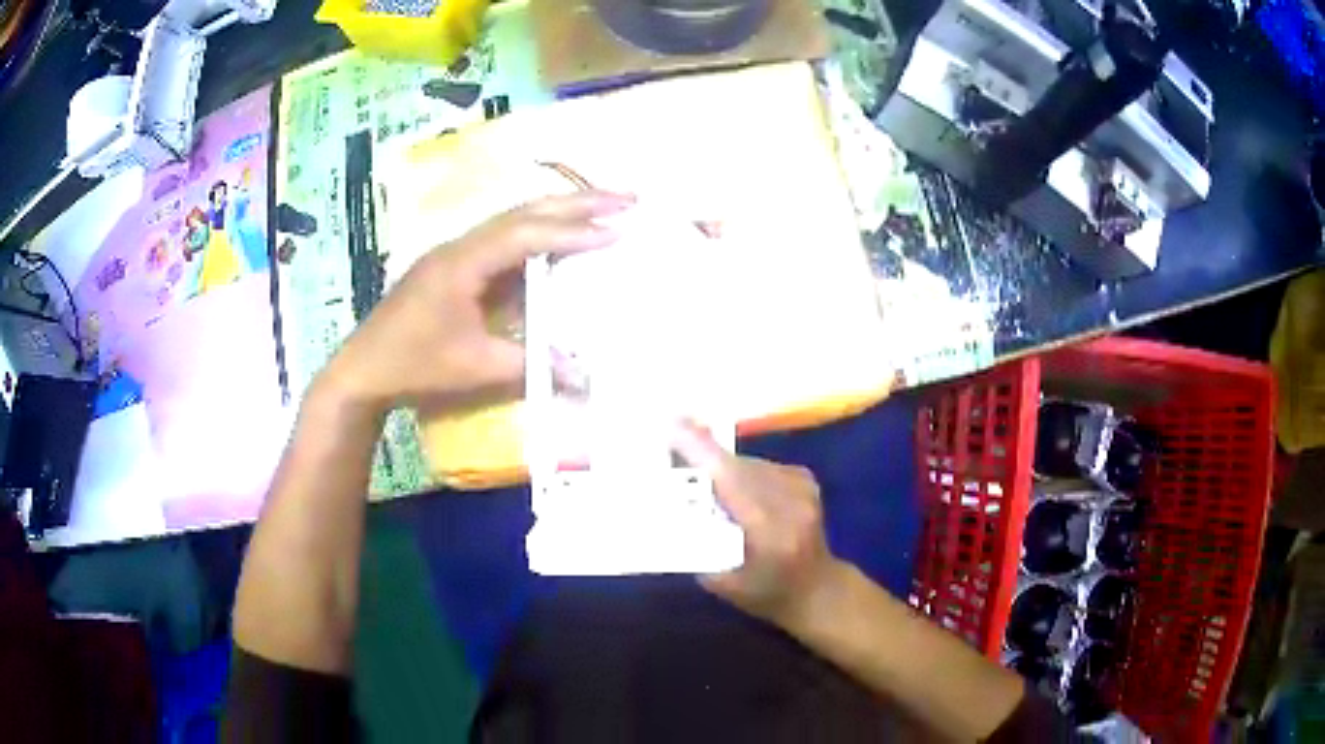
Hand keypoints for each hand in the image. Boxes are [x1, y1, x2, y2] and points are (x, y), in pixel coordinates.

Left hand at [319, 191, 634, 413]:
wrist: (363, 370)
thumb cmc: (415, 366)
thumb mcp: (475, 368)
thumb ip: (530, 365)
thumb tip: (584, 374)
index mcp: (463, 262)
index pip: (527, 236)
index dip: (573, 232)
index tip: (617, 230)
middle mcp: (461, 244)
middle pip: (525, 211)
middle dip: (577, 202)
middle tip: (627, 197)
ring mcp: (455, 252)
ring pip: (515, 219)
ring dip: (559, 212)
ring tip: (604, 209)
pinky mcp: (454, 265)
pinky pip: (504, 239)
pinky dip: (538, 234)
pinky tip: (558, 242)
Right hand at [672, 423, 846, 627]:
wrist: (817, 589)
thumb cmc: (765, 594)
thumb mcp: (722, 582)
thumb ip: (696, 545)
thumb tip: (665, 509)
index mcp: (770, 533)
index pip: (732, 482)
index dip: (702, 452)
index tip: (671, 426)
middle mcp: (791, 503)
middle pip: (738, 466)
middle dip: (702, 453)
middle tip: (669, 444)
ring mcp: (803, 489)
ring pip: (749, 462)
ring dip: (722, 465)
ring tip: (696, 469)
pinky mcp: (806, 480)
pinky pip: (761, 465)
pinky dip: (742, 471)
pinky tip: (733, 487)